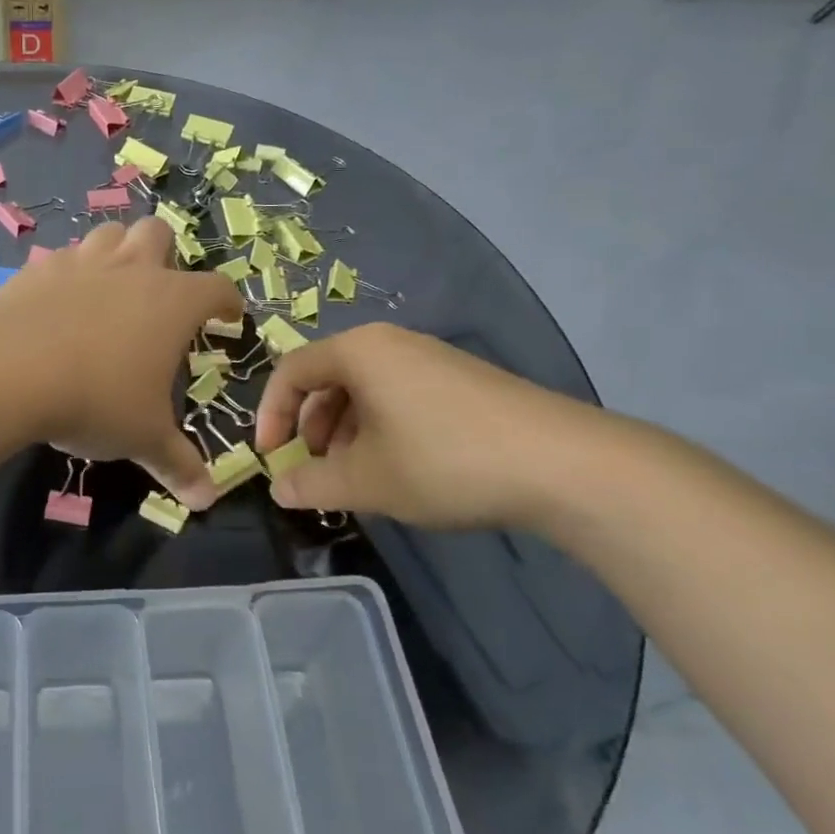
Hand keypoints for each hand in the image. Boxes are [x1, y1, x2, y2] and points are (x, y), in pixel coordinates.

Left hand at [0, 217, 241, 508]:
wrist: (10, 368)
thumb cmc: (96, 399)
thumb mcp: (142, 437)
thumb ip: (177, 464)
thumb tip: (206, 500)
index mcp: (173, 302)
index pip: (216, 288)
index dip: (227, 301)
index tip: (228, 316)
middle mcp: (132, 270)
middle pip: (158, 234)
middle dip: (165, 254)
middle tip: (159, 290)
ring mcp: (83, 262)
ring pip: (109, 234)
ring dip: (116, 251)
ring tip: (111, 285)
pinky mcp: (38, 269)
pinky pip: (62, 258)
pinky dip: (68, 273)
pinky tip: (58, 301)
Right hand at [253, 323, 598, 529]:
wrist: (563, 464)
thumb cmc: (443, 461)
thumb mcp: (366, 481)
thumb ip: (312, 484)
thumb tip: (279, 489)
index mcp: (359, 351)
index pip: (291, 371)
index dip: (271, 414)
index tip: (271, 457)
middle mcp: (391, 343)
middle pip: (328, 378)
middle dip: (311, 427)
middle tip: (315, 470)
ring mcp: (431, 359)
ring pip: (365, 390)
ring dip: (345, 432)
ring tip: (357, 477)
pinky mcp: (462, 381)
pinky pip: (400, 396)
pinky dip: (381, 429)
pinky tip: (400, 469)